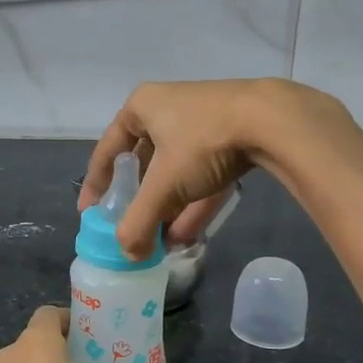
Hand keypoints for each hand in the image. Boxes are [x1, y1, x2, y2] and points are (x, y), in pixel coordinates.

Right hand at [78, 79, 358, 257]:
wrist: (272, 122)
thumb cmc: (202, 142)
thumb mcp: (164, 185)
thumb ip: (139, 221)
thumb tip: (127, 255)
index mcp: (143, 106)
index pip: (109, 149)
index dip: (96, 183)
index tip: (90, 212)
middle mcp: (169, 109)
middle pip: (144, 162)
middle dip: (139, 201)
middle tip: (130, 228)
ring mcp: (203, 123)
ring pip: (176, 172)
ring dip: (167, 208)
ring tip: (159, 243)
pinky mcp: (232, 138)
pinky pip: (203, 175)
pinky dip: (193, 204)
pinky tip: (186, 236)